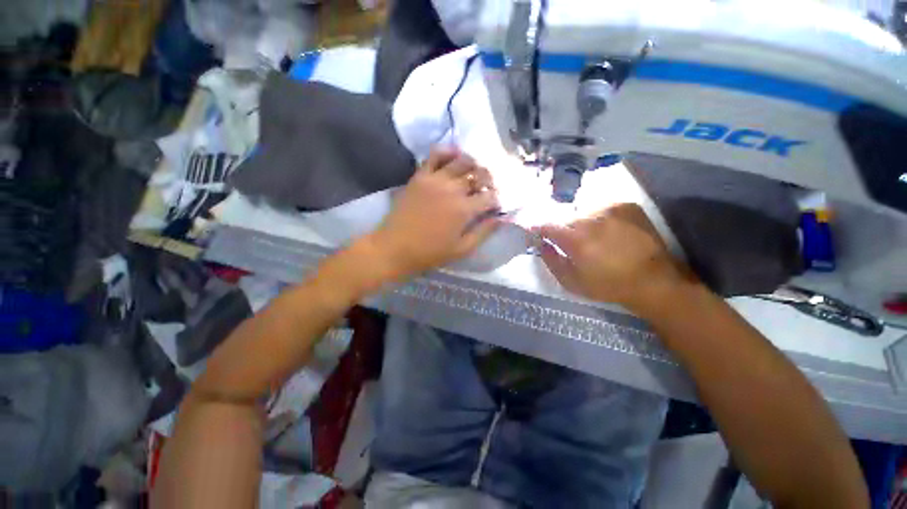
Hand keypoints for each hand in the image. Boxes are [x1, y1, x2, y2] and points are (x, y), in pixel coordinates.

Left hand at [372, 147, 500, 276]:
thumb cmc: (430, 253)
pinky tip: (454, 157)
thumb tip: (501, 218)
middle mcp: (453, 189)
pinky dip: (447, 152)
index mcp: (464, 209)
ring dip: (473, 164)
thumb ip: (484, 232)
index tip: (494, 206)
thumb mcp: (462, 249)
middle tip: (486, 188)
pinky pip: (435, 155)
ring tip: (472, 173)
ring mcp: (435, 179)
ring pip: (461, 160)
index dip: (496, 200)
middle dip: (488, 180)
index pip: (489, 197)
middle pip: (479, 174)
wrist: (395, 248)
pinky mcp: (420, 176)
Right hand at [534, 203, 693, 312]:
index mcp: (575, 239)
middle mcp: (591, 219)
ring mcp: (610, 210)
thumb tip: (540, 244)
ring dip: (582, 224)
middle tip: (570, 242)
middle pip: (566, 219)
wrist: (652, 280)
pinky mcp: (627, 206)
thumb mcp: (571, 282)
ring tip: (592, 237)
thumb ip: (550, 260)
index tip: (536, 232)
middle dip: (563, 229)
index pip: (547, 225)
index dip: (538, 228)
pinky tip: (608, 231)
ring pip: (584, 213)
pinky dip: (599, 217)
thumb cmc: (607, 285)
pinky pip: (602, 208)